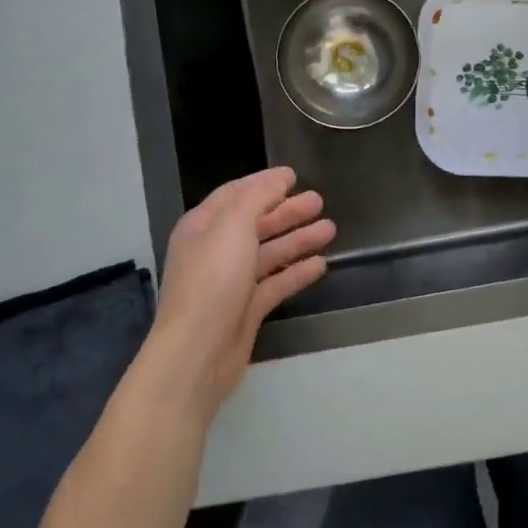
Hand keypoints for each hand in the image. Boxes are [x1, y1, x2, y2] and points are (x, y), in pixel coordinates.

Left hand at [139, 168, 334, 419]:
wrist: (197, 352)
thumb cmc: (212, 280)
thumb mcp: (233, 226)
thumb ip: (256, 198)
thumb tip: (277, 179)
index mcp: (203, 226)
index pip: (236, 194)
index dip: (264, 183)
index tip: (293, 175)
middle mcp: (215, 251)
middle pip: (255, 223)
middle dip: (287, 211)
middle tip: (319, 201)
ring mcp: (231, 282)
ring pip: (269, 253)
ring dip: (298, 240)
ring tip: (330, 229)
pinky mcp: (246, 310)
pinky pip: (275, 283)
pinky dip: (296, 272)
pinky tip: (321, 265)